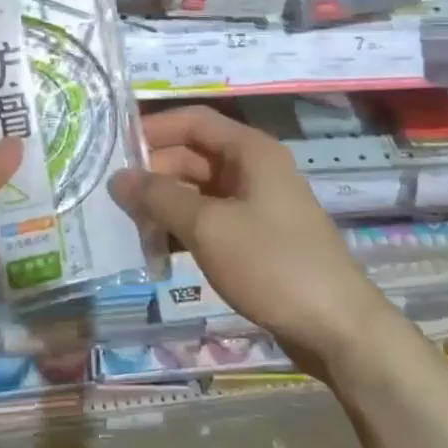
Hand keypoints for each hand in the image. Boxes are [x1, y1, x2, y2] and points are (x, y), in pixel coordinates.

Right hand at [116, 105, 397, 374]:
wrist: (336, 327)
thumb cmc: (272, 264)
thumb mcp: (209, 227)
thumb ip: (161, 197)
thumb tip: (119, 177)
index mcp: (250, 151)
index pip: (194, 121)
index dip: (154, 129)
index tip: (113, 148)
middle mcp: (254, 169)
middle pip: (194, 156)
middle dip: (155, 173)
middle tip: (112, 198)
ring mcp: (257, 205)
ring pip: (199, 191)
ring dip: (166, 205)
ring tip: (127, 226)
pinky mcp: (257, 239)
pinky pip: (211, 221)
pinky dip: (184, 230)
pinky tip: (157, 250)